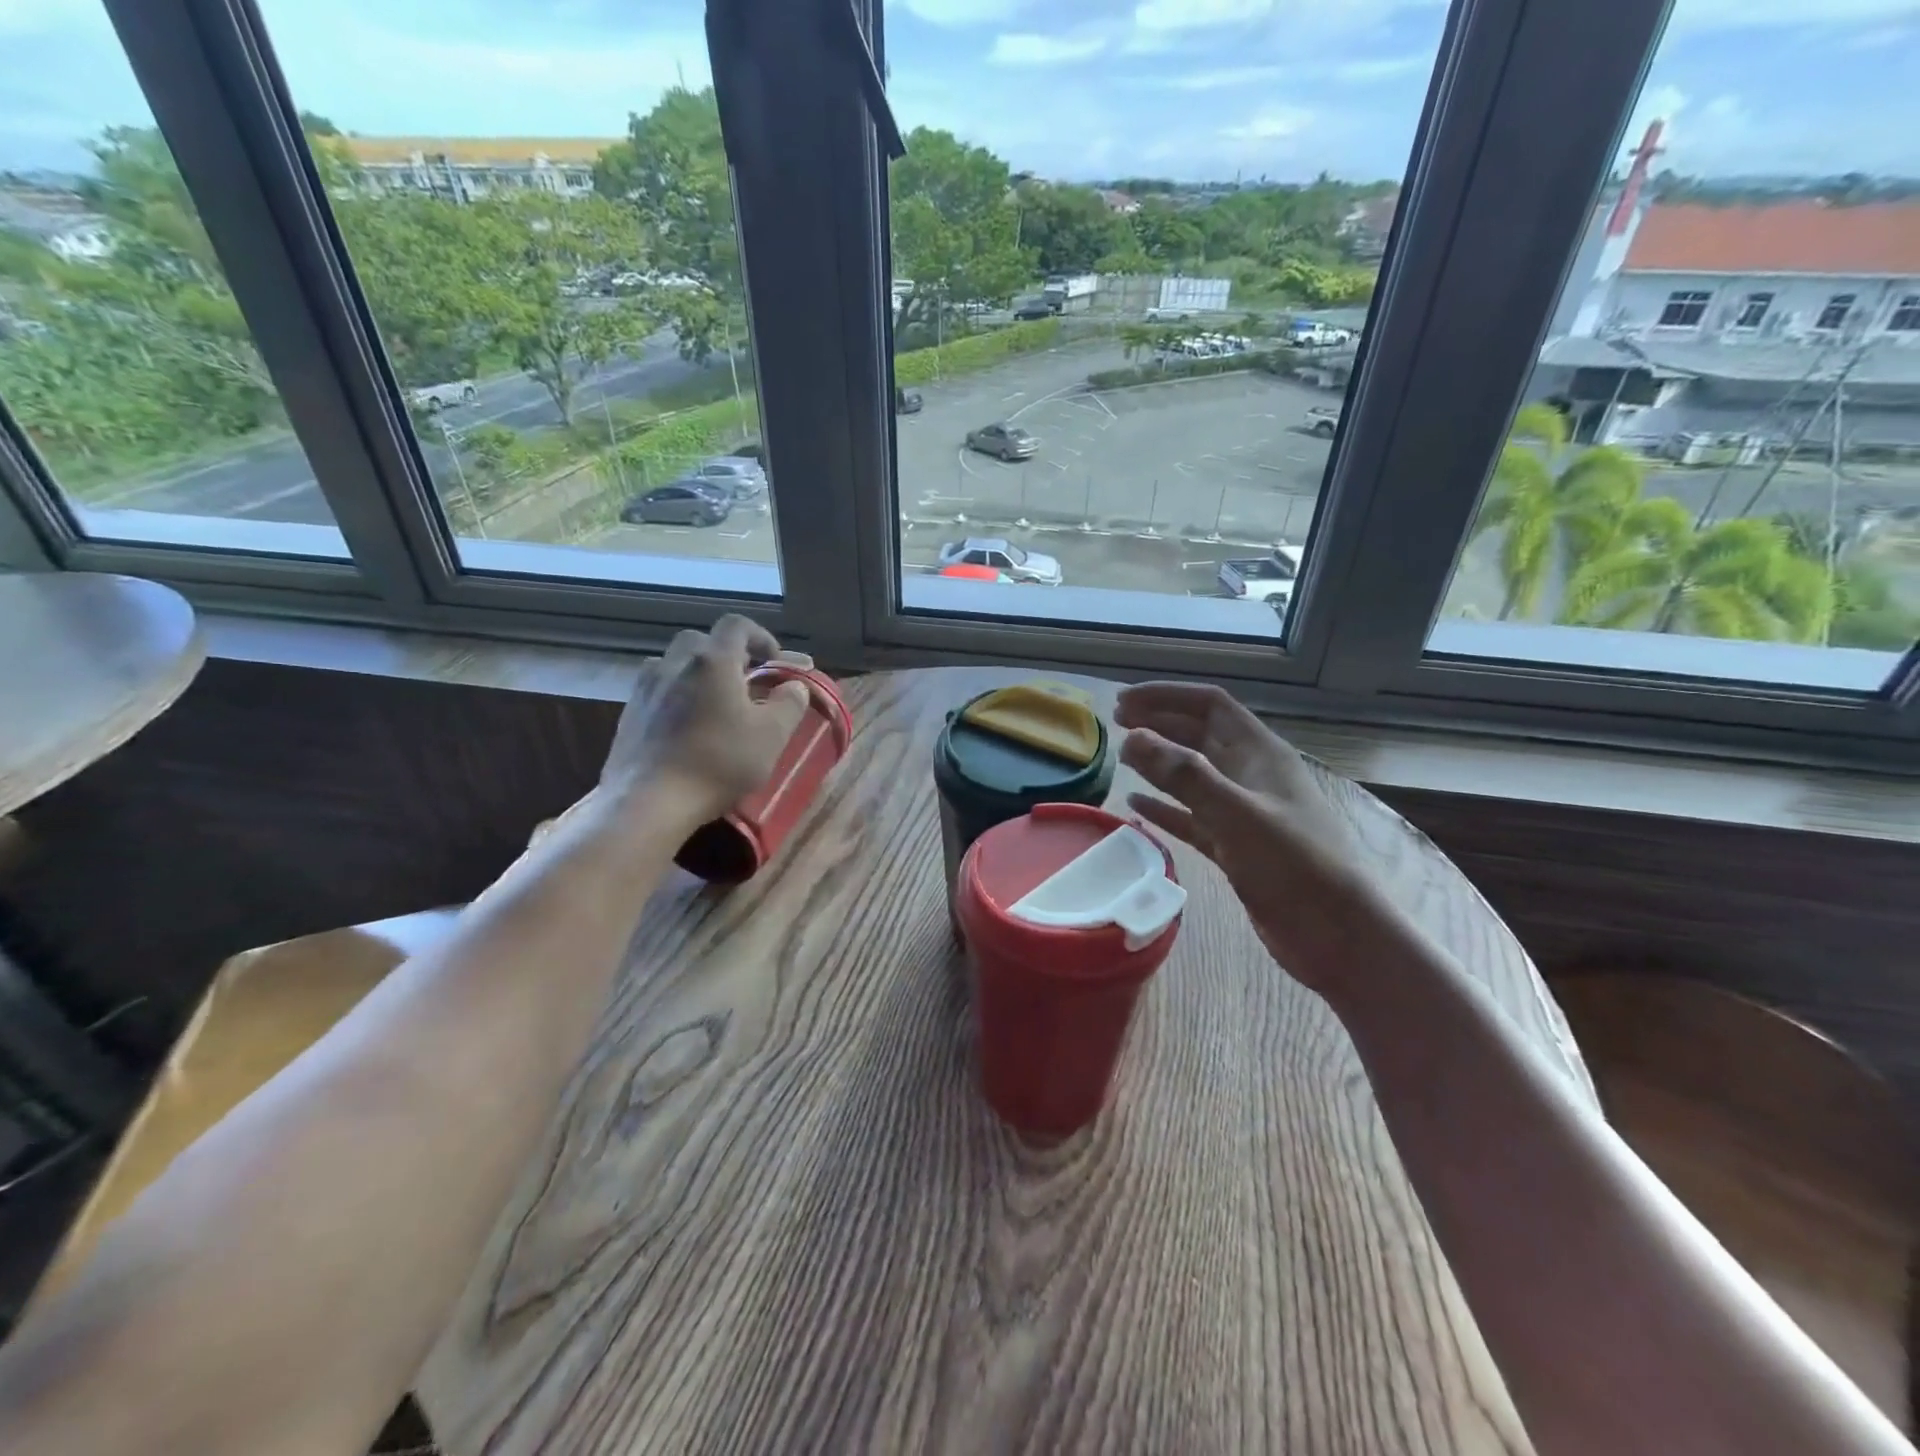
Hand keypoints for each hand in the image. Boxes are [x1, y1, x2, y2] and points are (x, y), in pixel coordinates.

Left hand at [599, 615, 812, 829]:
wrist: (649, 801)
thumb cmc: (719, 763)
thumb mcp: (771, 736)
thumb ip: (789, 704)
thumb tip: (795, 686)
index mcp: (713, 661)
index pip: (736, 625)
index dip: (760, 636)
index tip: (774, 662)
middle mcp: (674, 663)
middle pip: (701, 641)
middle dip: (726, 655)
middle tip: (744, 683)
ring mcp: (645, 688)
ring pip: (674, 664)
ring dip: (697, 674)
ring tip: (713, 705)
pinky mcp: (628, 714)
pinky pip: (657, 691)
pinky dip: (676, 697)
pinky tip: (686, 729)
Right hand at [1116, 681, 1395, 997]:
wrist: (1336, 933)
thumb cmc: (1293, 865)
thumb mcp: (1237, 814)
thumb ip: (1185, 775)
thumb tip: (1132, 737)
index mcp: (1260, 753)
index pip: (1209, 705)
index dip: (1166, 696)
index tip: (1123, 702)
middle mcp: (1251, 774)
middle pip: (1199, 734)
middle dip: (1158, 723)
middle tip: (1115, 724)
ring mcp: (1243, 811)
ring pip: (1193, 774)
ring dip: (1159, 762)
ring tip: (1122, 756)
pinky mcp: (1235, 846)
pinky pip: (1191, 816)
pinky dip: (1164, 807)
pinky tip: (1136, 805)